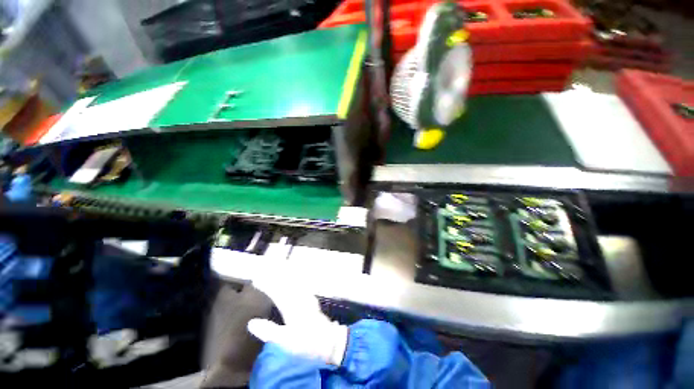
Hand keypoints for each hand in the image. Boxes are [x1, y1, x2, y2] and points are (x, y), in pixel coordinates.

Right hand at [247, 276, 347, 365]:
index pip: (275, 292)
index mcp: (290, 306)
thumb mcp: (284, 340)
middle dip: (274, 276)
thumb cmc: (304, 342)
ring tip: (277, 268)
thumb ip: (267, 330)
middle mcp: (298, 297)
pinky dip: (295, 278)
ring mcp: (306, 297)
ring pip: (293, 282)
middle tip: (265, 269)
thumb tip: (251, 322)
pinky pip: (301, 284)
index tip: (256, 279)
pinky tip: (295, 276)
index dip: (266, 285)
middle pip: (285, 283)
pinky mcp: (311, 300)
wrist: (327, 340)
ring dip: (285, 274)